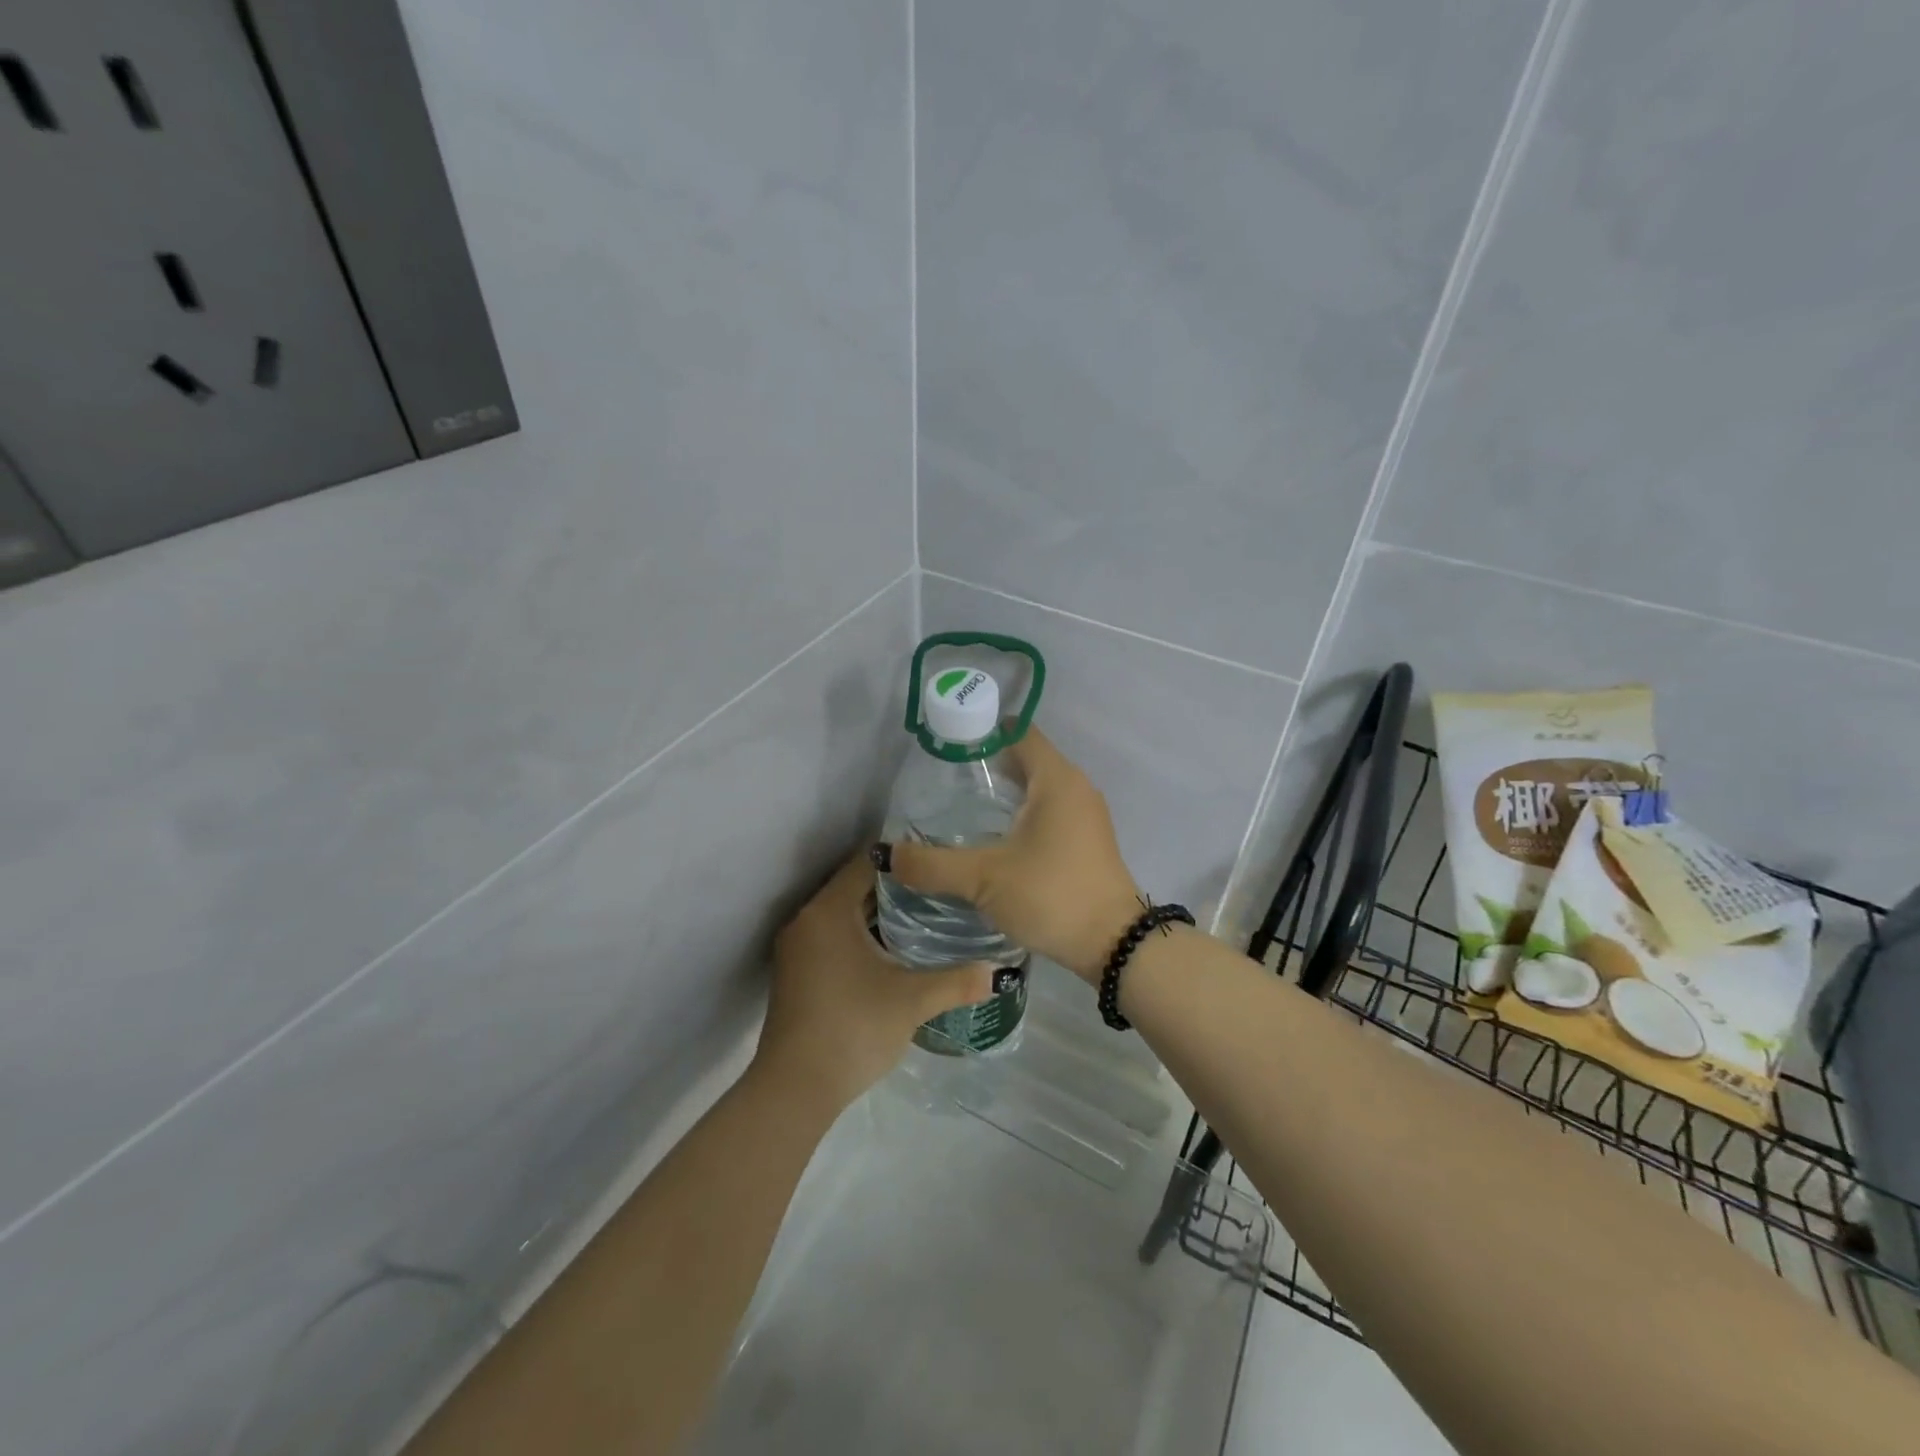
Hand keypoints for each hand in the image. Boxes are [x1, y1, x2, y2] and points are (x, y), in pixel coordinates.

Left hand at [755, 851, 991, 1111]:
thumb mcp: (912, 1002)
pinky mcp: (796, 973)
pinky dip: (860, 936)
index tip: (937, 864)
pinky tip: (892, 953)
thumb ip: (956, 981)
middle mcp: (807, 920)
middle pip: (854, 887)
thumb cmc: (853, 1028)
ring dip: (877, 914)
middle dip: (895, 888)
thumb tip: (997, 972)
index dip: (903, 860)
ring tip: (924, 918)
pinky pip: (832, 937)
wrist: (795, 1088)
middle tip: (939, 890)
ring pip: (842, 915)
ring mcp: (797, 948)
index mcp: (829, 912)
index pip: (866, 863)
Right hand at [878, 727, 1141, 983]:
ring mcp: (1086, 814)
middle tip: (943, 779)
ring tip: (961, 807)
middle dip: (986, 763)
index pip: (1018, 733)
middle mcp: (1075, 787)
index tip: (946, 744)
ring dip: (1005, 791)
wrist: (1115, 945)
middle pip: (1027, 758)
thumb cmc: (1051, 895)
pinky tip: (995, 837)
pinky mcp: (1088, 840)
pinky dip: (1022, 813)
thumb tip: (888, 855)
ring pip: (1039, 787)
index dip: (982, 731)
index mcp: (1057, 779)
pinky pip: (1050, 810)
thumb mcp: (984, 878)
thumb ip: (933, 865)